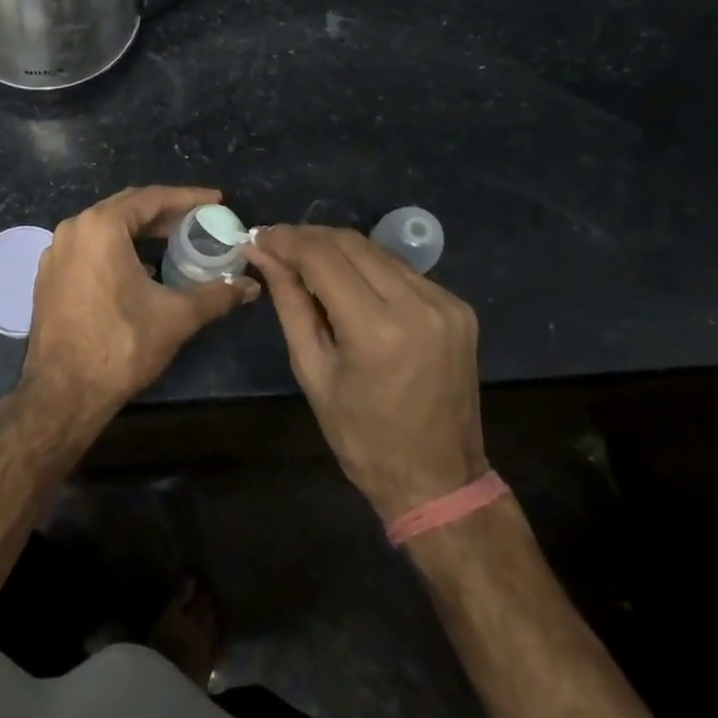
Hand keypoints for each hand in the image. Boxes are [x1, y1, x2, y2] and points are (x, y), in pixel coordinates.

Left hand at [19, 186, 258, 431]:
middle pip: (126, 208)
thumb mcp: (175, 317)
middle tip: (199, 219)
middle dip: (165, 212)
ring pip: (106, 228)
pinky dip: (118, 248)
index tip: (216, 200)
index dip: (187, 198)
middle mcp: (73, 229)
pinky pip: (90, 248)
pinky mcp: (50, 276)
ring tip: (175, 239)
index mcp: (100, 227)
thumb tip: (251, 286)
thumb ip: (216, 294)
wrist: (62, 394)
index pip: (151, 198)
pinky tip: (142, 268)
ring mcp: (56, 252)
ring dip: (141, 231)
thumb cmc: (120, 345)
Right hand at [246, 226, 485, 521]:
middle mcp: (417, 305)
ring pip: (377, 251)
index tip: (259, 236)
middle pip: (351, 243)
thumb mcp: (312, 371)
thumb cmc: (363, 438)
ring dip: (336, 248)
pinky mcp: (459, 308)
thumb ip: (289, 303)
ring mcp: (445, 303)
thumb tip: (262, 253)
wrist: (439, 481)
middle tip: (276, 244)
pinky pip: (401, 270)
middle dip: (308, 237)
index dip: (286, 240)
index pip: (322, 258)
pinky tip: (347, 280)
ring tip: (304, 260)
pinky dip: (368, 267)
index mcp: (377, 330)